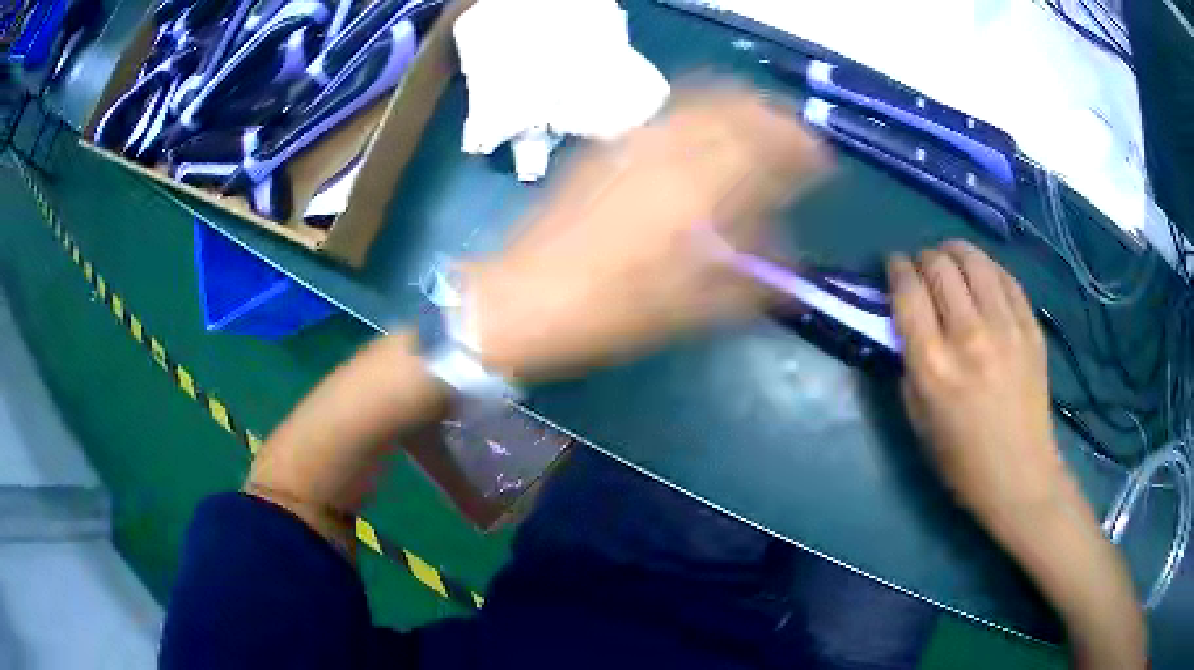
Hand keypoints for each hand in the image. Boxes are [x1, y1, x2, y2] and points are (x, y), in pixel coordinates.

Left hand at [467, 85, 828, 381]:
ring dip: (739, 109)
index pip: (771, 145)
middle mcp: (674, 147)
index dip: (803, 148)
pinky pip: (668, 113)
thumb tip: (791, 263)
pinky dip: (700, 115)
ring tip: (756, 134)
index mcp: (704, 186)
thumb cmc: (616, 311)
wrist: (528, 299)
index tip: (821, 161)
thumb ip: (755, 276)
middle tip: (793, 143)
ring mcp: (636, 138)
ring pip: (703, 101)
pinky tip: (704, 139)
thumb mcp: (698, 306)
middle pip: (739, 107)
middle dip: (775, 119)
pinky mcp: (609, 144)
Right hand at [887, 240, 1068, 534]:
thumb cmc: (961, 459)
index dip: (896, 269)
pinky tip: (982, 276)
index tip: (893, 266)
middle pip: (939, 266)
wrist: (1019, 475)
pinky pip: (1005, 277)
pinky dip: (987, 268)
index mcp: (933, 365)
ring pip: (974, 261)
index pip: (907, 291)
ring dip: (955, 251)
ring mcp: (1005, 328)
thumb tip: (906, 323)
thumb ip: (909, 365)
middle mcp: (968, 336)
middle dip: (923, 258)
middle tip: (922, 267)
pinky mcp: (1031, 328)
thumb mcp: (918, 419)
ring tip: (950, 259)